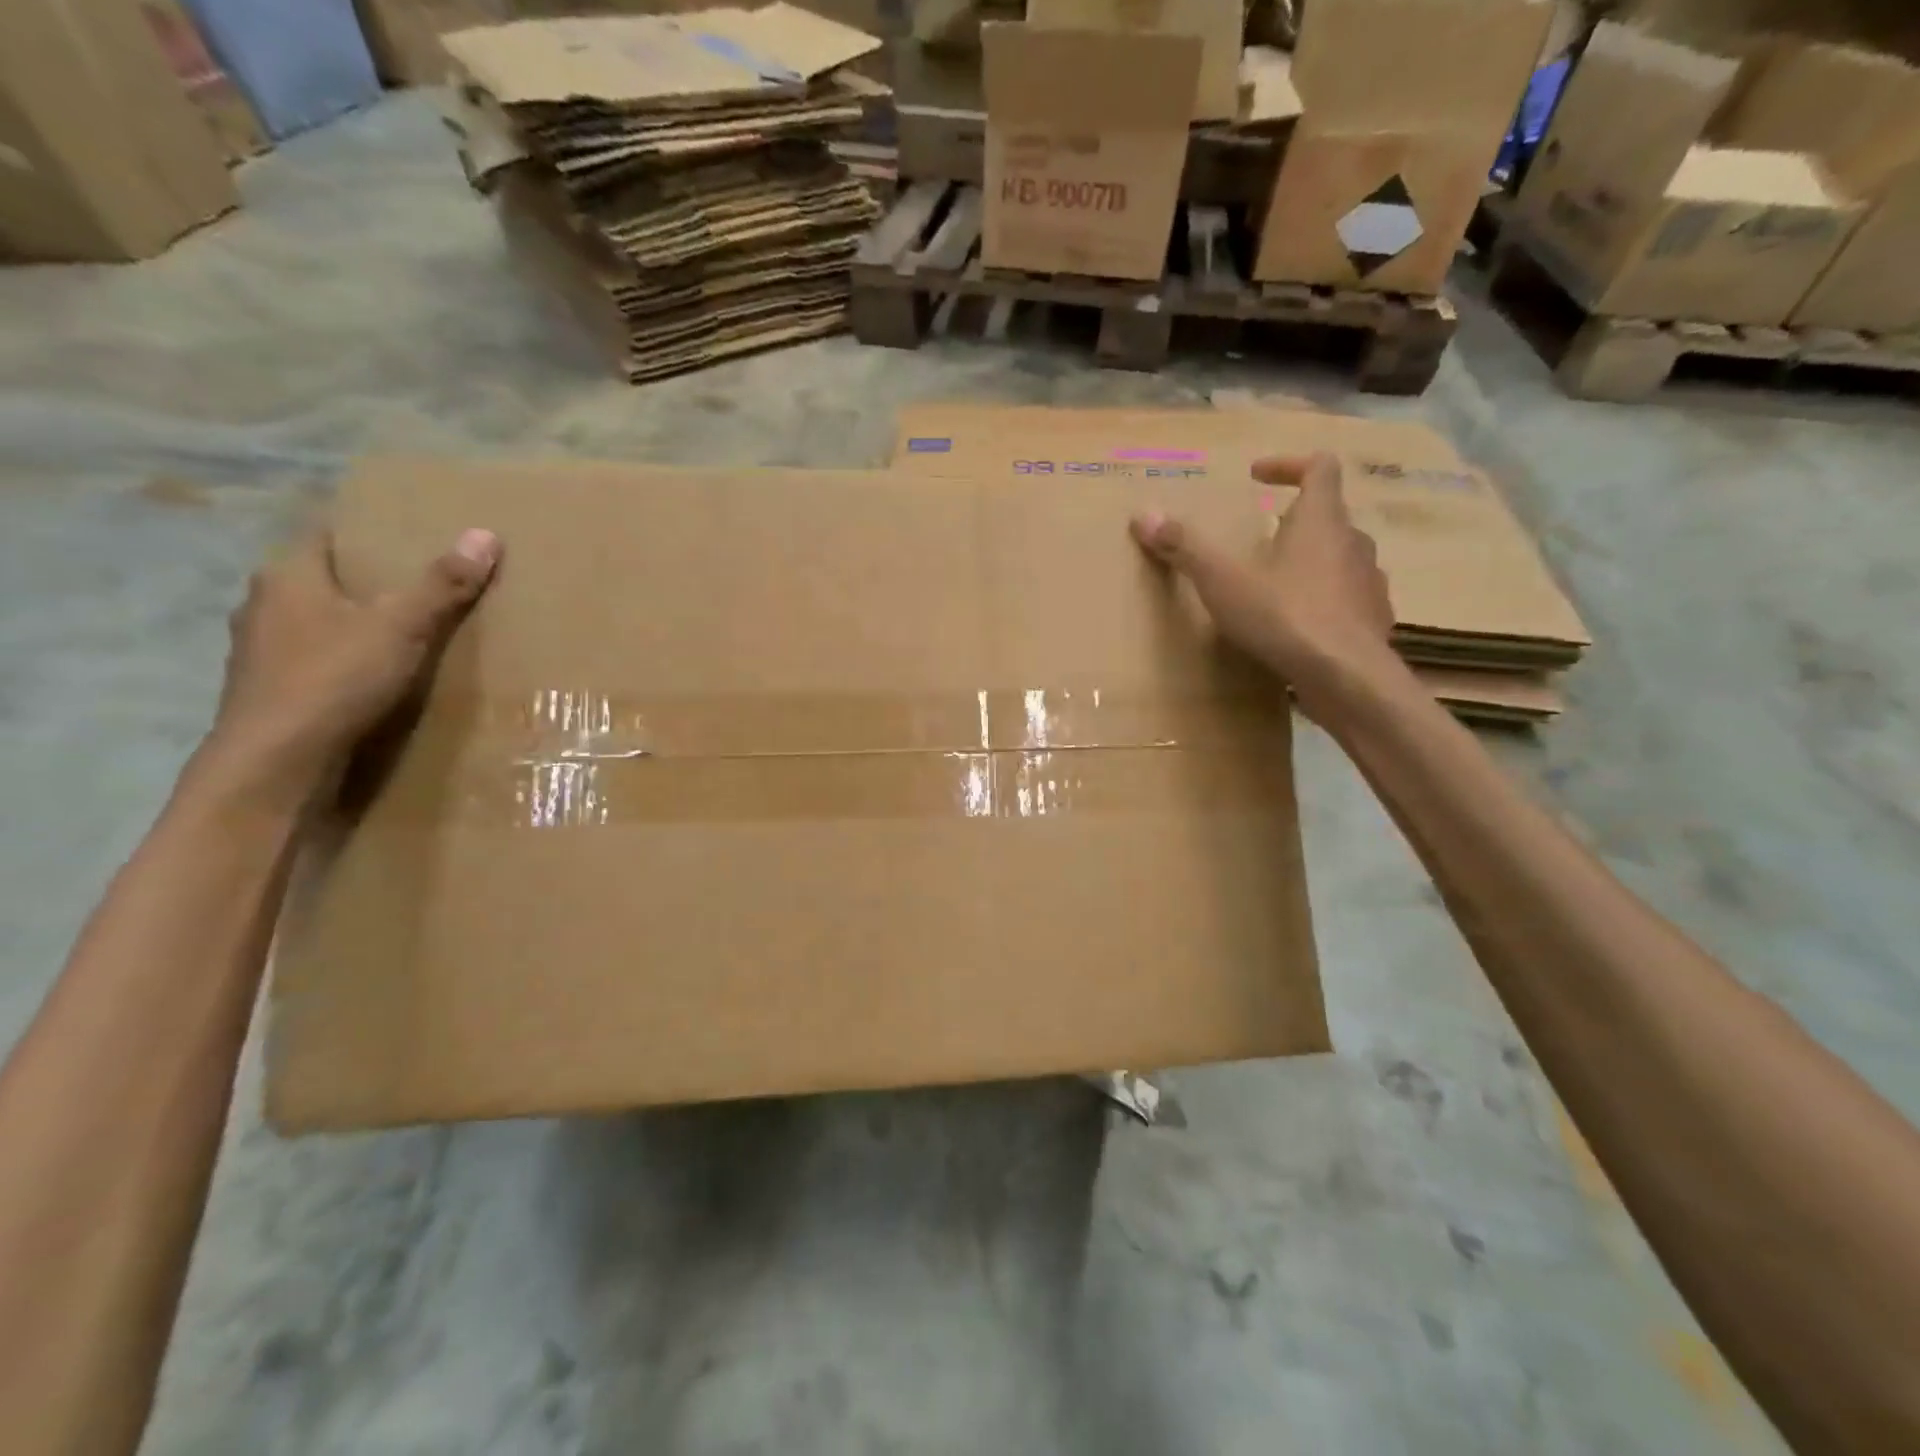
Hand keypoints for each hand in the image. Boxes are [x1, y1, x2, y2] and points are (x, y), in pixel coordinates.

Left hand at [203, 528, 501, 798]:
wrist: (277, 761)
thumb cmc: (335, 679)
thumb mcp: (402, 627)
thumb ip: (442, 584)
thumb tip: (485, 534)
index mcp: (288, 575)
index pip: (326, 533)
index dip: (367, 530)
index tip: (410, 534)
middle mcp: (264, 604)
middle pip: (324, 578)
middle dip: (369, 579)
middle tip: (424, 582)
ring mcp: (262, 650)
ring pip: (318, 620)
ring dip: (356, 622)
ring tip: (408, 630)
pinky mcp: (273, 689)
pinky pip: (317, 659)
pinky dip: (347, 659)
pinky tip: (378, 674)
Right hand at [1131, 451, 1397, 716]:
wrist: (1347, 678)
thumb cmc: (1285, 616)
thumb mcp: (1223, 581)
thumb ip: (1185, 547)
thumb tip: (1144, 514)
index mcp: (1321, 521)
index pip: (1320, 467)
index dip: (1288, 464)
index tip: (1257, 475)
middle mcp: (1353, 542)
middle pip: (1328, 516)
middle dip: (1292, 522)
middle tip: (1258, 539)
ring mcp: (1368, 583)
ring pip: (1339, 558)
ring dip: (1309, 562)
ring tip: (1274, 585)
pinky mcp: (1372, 620)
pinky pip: (1346, 598)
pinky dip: (1322, 601)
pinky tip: (1297, 626)